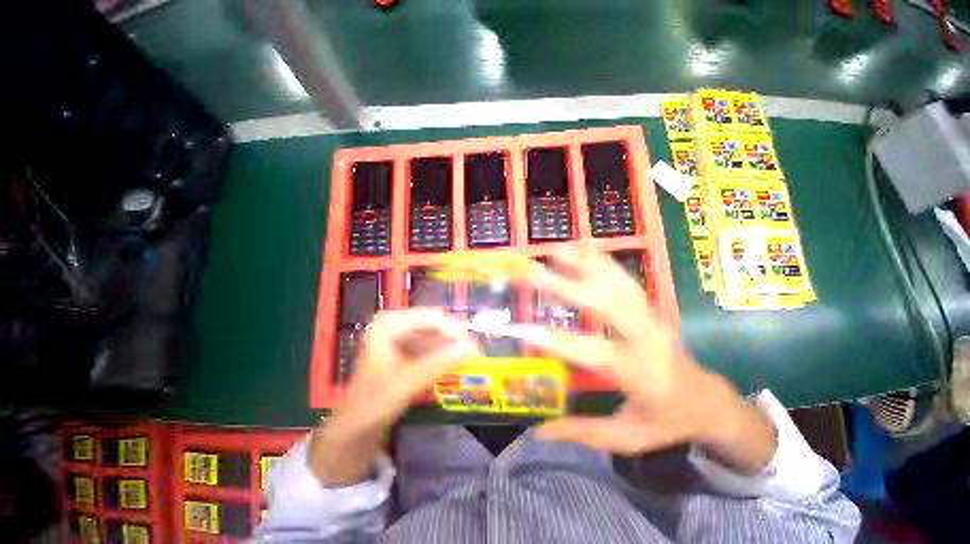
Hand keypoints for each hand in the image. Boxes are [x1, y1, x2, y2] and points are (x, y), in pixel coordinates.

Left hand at [309, 308, 479, 486]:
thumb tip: (470, 347)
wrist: (356, 423)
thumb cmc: (373, 404)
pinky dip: (443, 351)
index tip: (472, 345)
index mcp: (387, 325)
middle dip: (453, 337)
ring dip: (451, 344)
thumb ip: (437, 365)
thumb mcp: (405, 385)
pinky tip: (453, 362)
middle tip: (474, 352)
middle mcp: (394, 322)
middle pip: (433, 322)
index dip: (452, 329)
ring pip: (435, 331)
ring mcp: (400, 332)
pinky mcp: (406, 344)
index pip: (428, 317)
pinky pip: (431, 341)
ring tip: (469, 358)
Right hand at [523, 246, 776, 474]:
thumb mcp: (627, 438)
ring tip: (554, 250)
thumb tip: (535, 431)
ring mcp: (649, 316)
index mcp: (640, 373)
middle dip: (565, 286)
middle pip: (605, 304)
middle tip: (532, 273)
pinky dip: (602, 258)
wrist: (707, 398)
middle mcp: (645, 337)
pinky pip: (623, 277)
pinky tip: (583, 245)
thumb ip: (580, 432)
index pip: (592, 353)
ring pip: (615, 282)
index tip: (524, 330)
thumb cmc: (665, 421)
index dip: (557, 342)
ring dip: (583, 263)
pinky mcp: (648, 306)